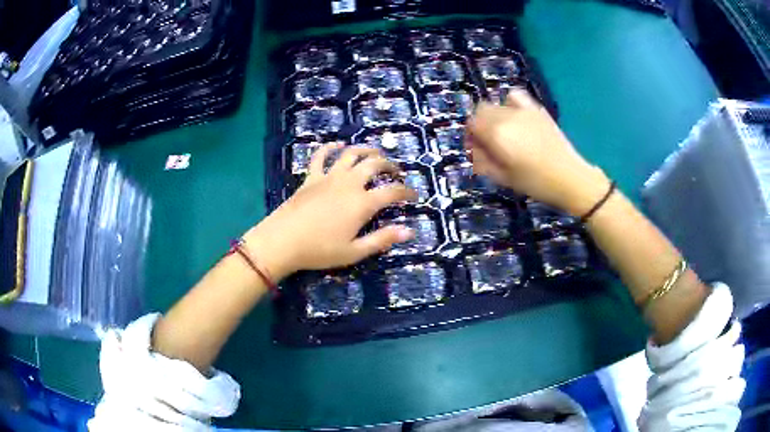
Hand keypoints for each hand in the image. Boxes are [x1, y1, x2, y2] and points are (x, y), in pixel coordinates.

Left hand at [243, 145, 416, 280]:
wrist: (282, 241)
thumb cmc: (319, 250)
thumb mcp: (354, 252)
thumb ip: (382, 239)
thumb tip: (409, 231)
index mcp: (362, 203)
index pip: (392, 192)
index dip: (407, 192)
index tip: (414, 195)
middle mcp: (349, 184)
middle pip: (374, 164)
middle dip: (390, 165)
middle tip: (397, 171)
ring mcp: (328, 177)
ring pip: (351, 154)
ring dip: (366, 150)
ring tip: (375, 153)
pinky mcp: (311, 177)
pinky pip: (320, 156)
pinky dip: (330, 148)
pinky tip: (338, 145)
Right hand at [465, 90, 607, 214]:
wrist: (570, 177)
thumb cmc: (536, 183)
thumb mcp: (504, 178)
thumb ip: (483, 161)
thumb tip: (473, 149)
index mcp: (497, 134)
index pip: (472, 123)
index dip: (470, 135)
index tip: (475, 149)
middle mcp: (506, 117)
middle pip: (481, 110)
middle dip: (480, 124)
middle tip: (488, 143)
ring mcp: (523, 110)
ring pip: (496, 104)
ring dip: (493, 115)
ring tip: (503, 132)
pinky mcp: (536, 110)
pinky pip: (515, 96)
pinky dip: (509, 103)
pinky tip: (515, 117)